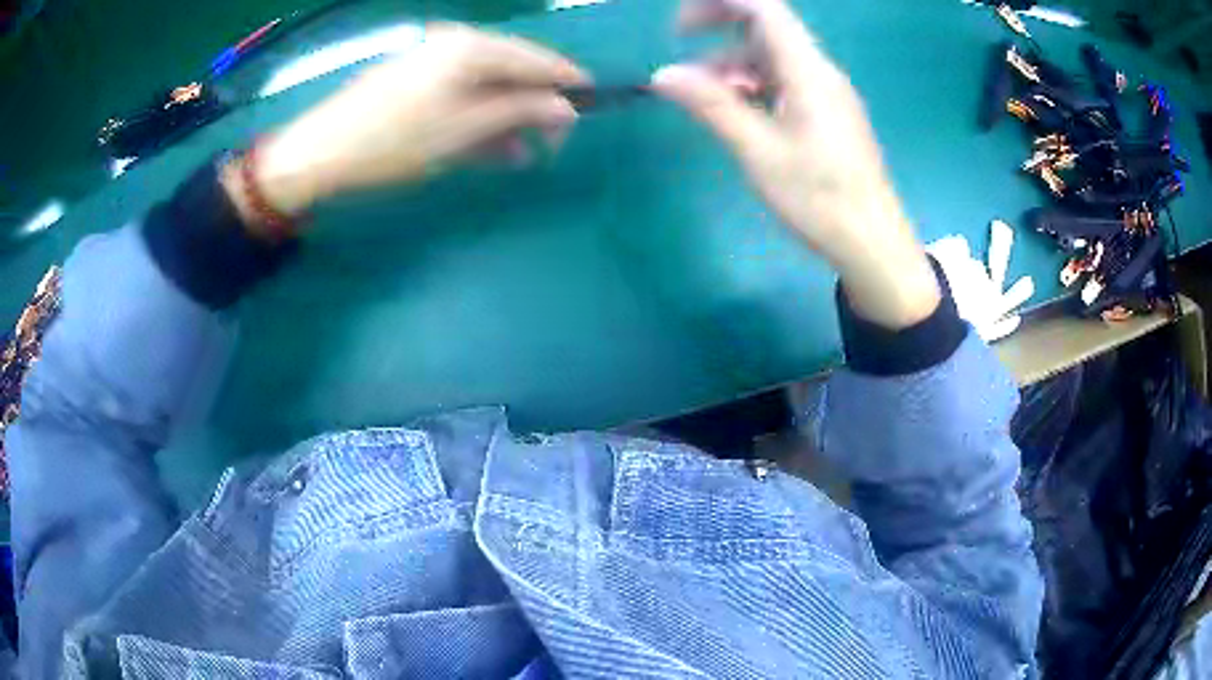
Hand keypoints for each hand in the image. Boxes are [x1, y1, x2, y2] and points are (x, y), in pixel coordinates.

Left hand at [226, 24, 587, 223]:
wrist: (321, 153)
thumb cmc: (395, 142)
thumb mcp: (465, 130)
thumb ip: (521, 113)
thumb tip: (567, 107)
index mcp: (473, 48)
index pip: (538, 60)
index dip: (568, 84)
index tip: (592, 108)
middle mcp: (456, 44)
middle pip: (514, 71)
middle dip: (535, 106)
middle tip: (552, 144)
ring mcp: (433, 61)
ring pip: (488, 86)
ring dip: (508, 117)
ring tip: (523, 154)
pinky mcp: (416, 80)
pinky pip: (462, 95)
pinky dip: (479, 118)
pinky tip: (490, 146)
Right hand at [650, 0, 938, 328]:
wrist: (873, 243)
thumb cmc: (820, 200)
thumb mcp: (760, 153)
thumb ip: (713, 106)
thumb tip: (663, 75)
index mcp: (808, 72)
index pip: (765, 9)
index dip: (721, 2)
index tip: (680, 22)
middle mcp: (820, 72)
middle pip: (768, 27)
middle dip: (720, 28)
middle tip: (680, 46)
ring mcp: (827, 93)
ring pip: (774, 57)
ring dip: (733, 63)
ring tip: (702, 94)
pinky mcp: (828, 113)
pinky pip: (786, 81)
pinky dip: (754, 84)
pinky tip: (738, 111)